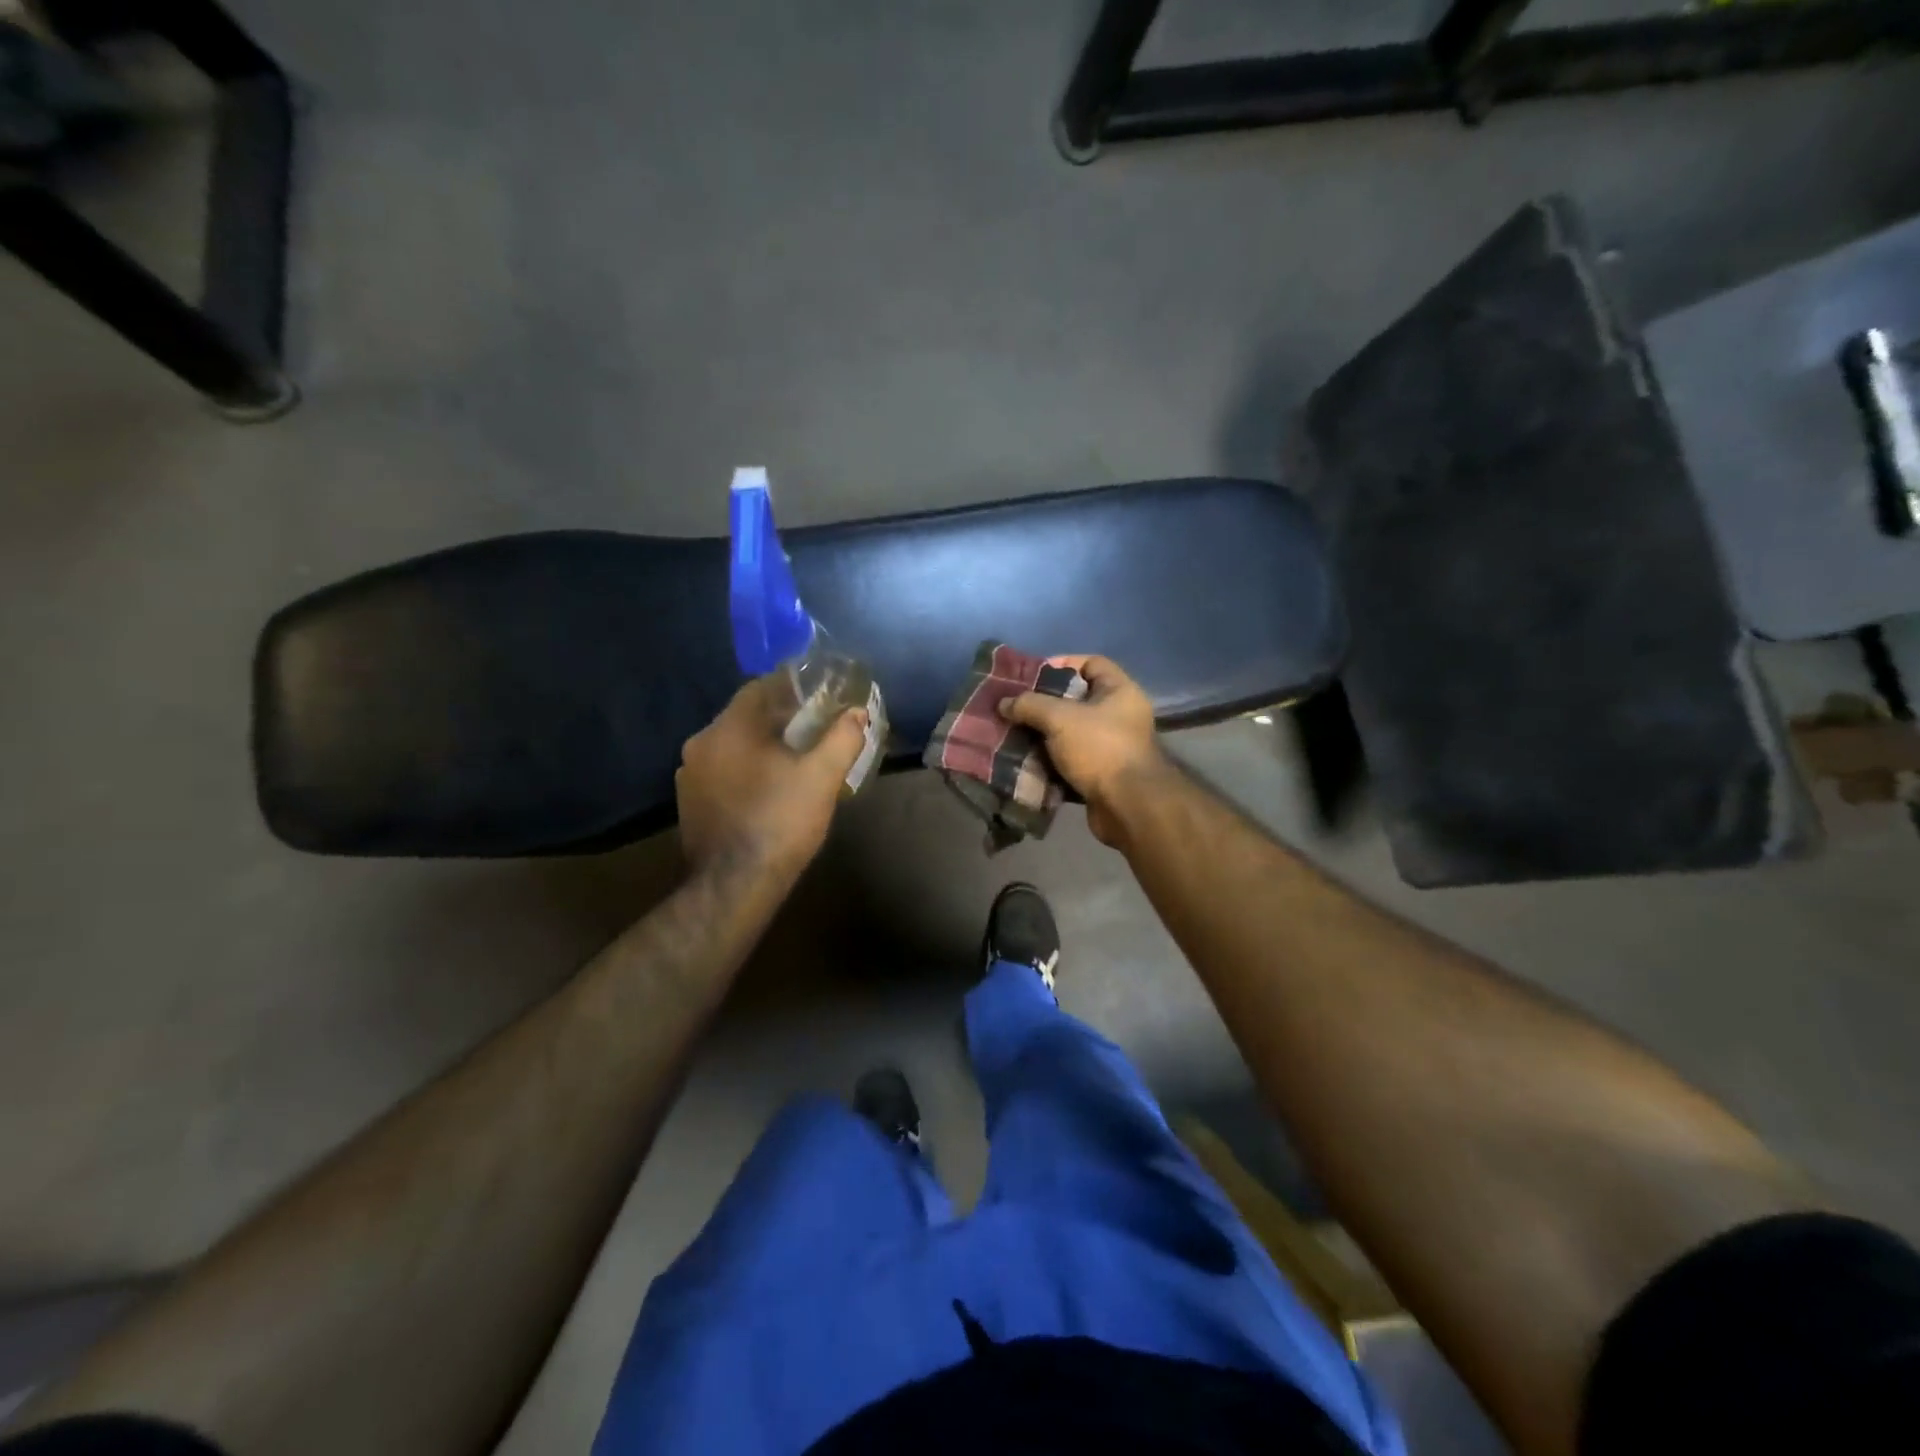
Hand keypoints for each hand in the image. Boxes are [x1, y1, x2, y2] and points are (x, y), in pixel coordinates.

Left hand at [676, 676, 867, 880]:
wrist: (734, 884)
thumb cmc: (780, 821)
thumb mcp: (822, 777)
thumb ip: (842, 738)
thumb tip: (857, 713)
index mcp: (729, 728)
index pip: (759, 687)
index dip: (791, 687)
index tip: (817, 694)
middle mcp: (701, 743)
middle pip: (745, 716)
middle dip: (779, 718)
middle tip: (812, 727)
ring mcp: (689, 775)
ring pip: (731, 745)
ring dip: (760, 745)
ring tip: (792, 758)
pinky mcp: (688, 802)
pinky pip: (721, 771)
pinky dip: (743, 769)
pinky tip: (767, 787)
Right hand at [998, 655, 1169, 846]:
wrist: (1128, 807)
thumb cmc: (1100, 749)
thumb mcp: (1060, 718)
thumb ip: (1029, 705)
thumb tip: (1003, 703)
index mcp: (1119, 692)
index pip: (1091, 663)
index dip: (1062, 664)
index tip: (1032, 675)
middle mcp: (1119, 717)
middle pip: (1075, 701)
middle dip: (1042, 705)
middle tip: (1013, 707)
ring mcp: (1111, 749)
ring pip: (1069, 735)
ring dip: (1041, 737)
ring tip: (1011, 735)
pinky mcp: (1100, 777)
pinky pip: (1068, 763)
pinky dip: (1048, 764)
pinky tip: (1023, 763)